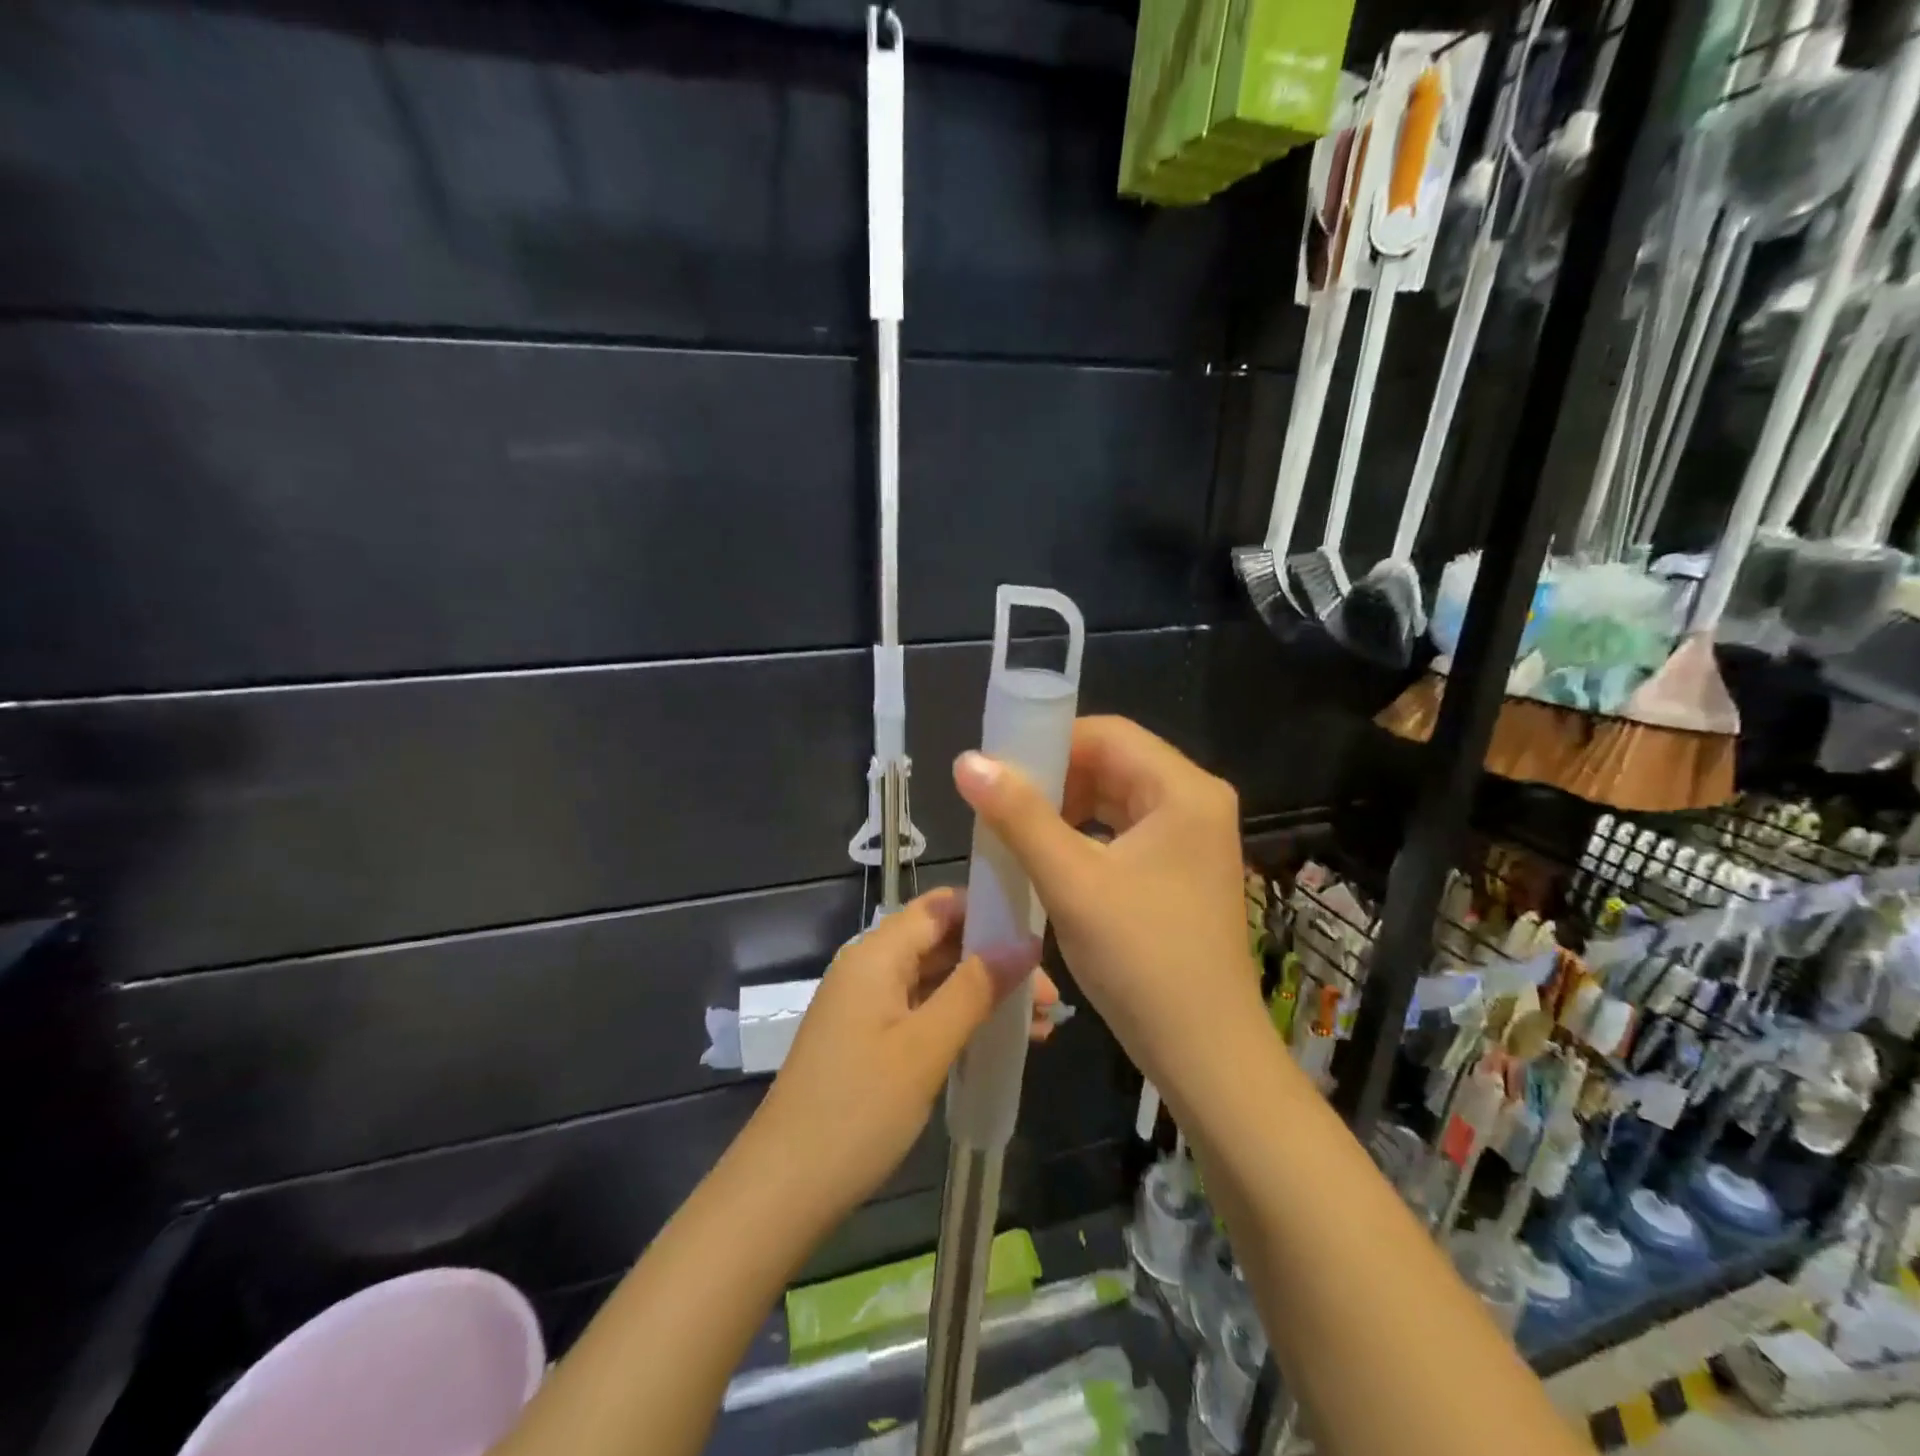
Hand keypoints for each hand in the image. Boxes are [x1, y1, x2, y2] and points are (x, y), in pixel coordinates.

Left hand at [746, 887, 1050, 1223]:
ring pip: (937, 980)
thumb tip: (1026, 942)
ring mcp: (868, 1006)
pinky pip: (924, 1012)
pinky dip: (962, 1020)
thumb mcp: (926, 1045)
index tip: (1036, 933)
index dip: (988, 910)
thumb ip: (976, 988)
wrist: (785, 1188)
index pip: (940, 906)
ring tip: (1042, 1024)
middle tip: (1048, 996)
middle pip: (942, 942)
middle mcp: (870, 968)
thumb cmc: (859, 1108)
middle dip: (996, 961)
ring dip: (985, 995)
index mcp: (876, 954)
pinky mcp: (870, 1040)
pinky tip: (1002, 1043)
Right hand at [952, 716, 1262, 1104]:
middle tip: (1000, 804)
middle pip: (1113, 763)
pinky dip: (1085, 837)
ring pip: (1116, 799)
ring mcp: (1193, 839)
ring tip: (1016, 831)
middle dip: (1054, 779)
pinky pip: (1125, 832)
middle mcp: (1196, 802)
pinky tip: (1050, 860)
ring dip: (1065, 809)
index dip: (1048, 743)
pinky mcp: (1182, 870)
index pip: (1107, 734)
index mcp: (1184, 790)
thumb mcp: (1072, 882)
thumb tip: (968, 760)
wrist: (1205, 1055)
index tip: (998, 770)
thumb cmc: (1142, 961)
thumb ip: (1018, 815)